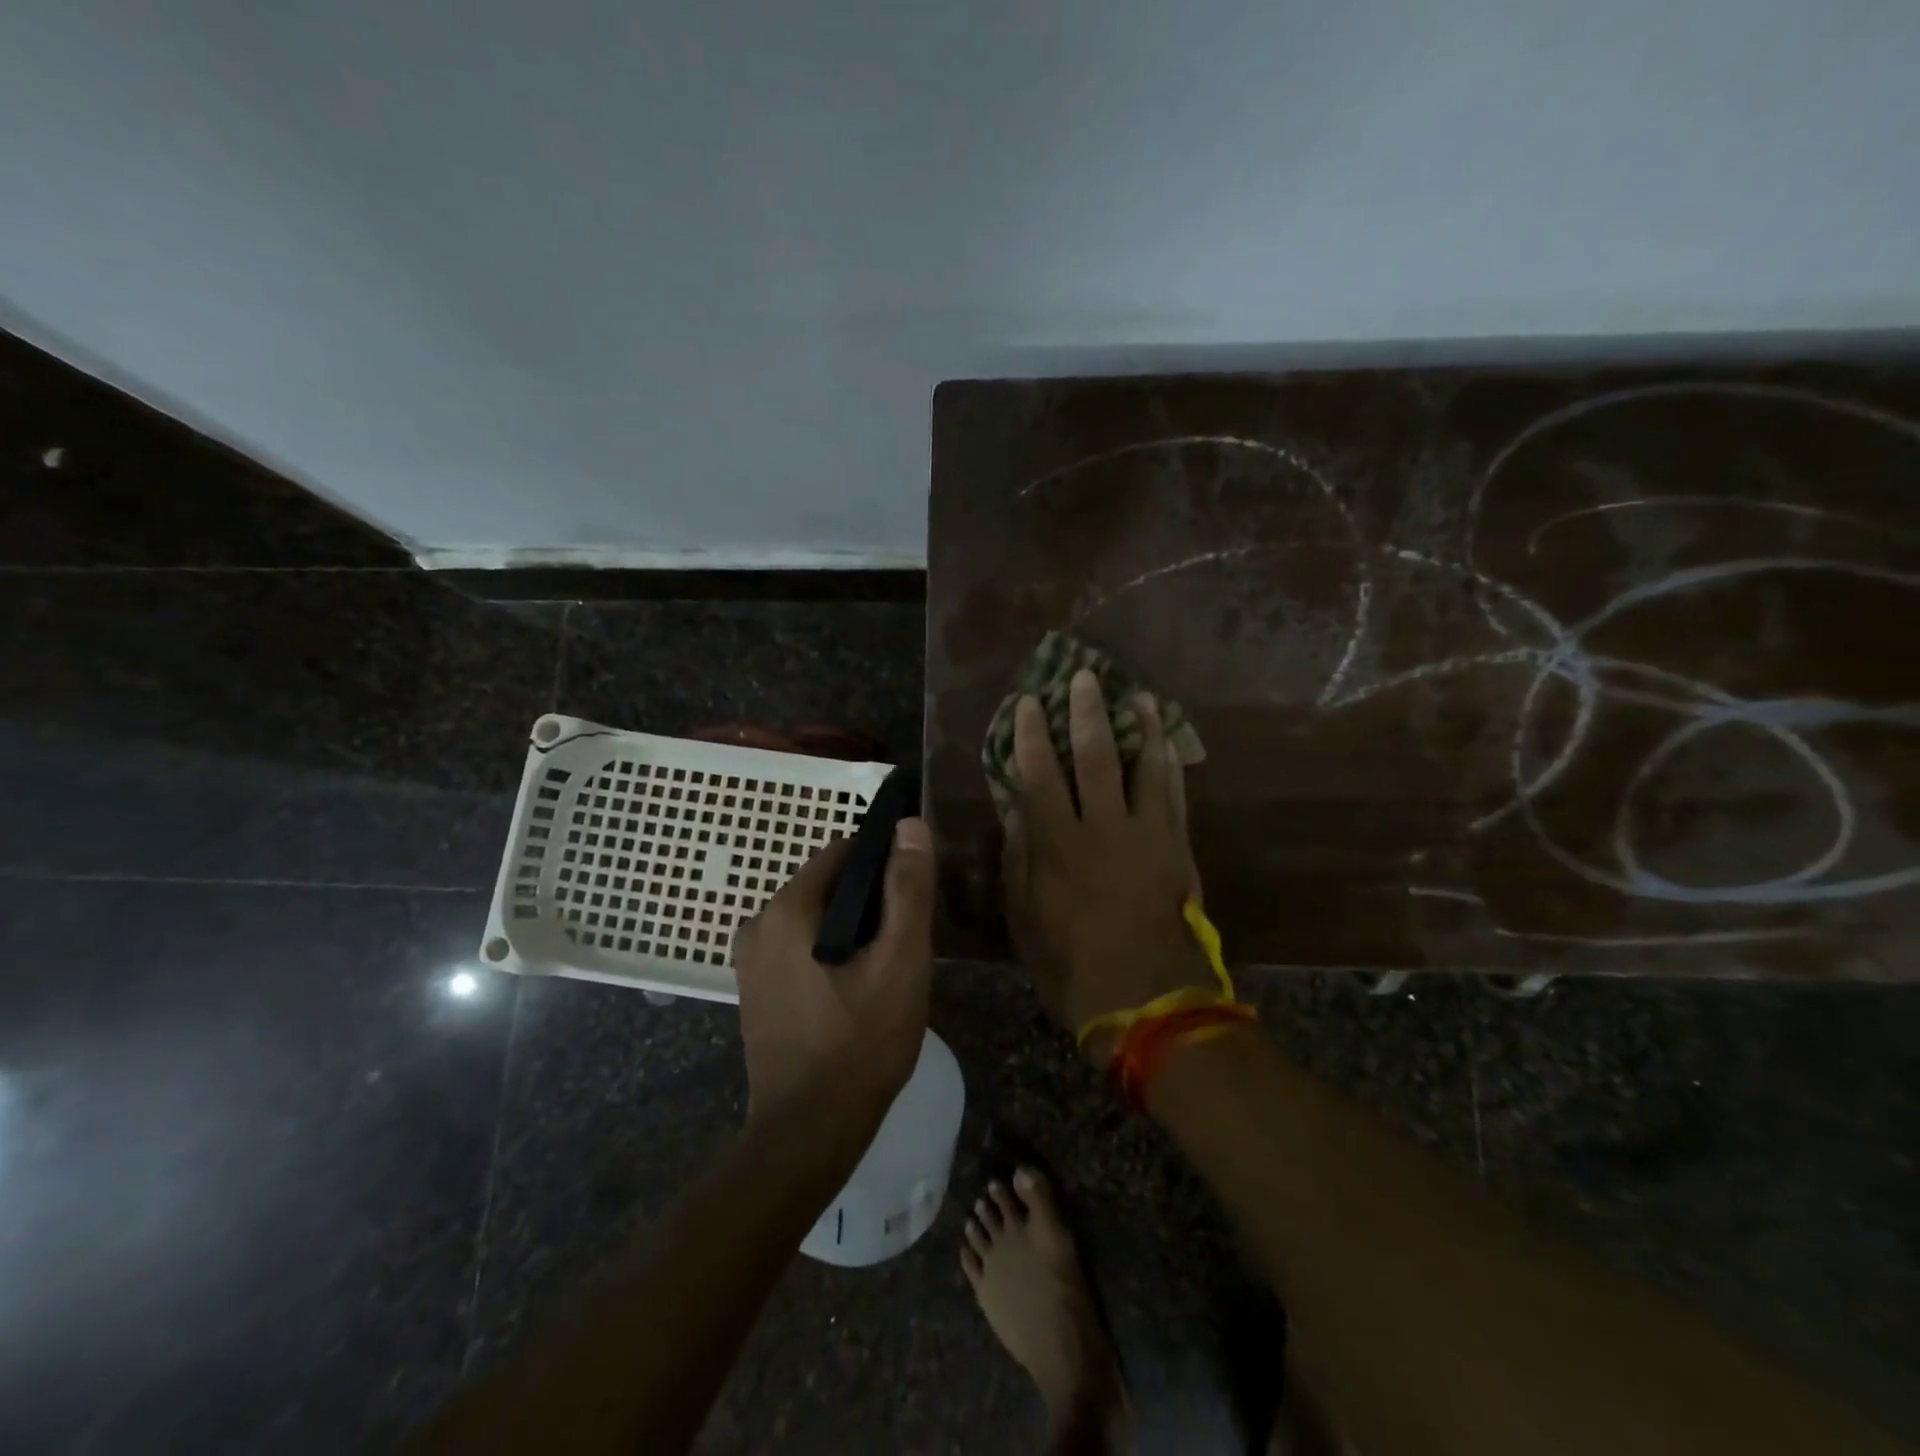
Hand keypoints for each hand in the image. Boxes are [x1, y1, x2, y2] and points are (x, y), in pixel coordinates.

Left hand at [733, 818, 936, 1132]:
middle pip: (829, 885)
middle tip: (904, 944)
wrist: (807, 1134)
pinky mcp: (756, 989)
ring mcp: (751, 959)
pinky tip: (857, 991)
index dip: (884, 864)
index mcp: (787, 908)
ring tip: (886, 971)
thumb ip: (907, 889)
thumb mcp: (899, 961)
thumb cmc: (860, 1044)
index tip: (913, 896)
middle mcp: (758, 923)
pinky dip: (831, 954)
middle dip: (870, 902)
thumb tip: (909, 825)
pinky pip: (801, 947)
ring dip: (853, 931)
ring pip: (817, 918)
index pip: (843, 852)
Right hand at [1002, 669, 1210, 1060]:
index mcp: (1058, 844)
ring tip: (1139, 695)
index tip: (1027, 703)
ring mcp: (1146, 834)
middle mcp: (1102, 827)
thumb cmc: (1071, 964)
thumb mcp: (1025, 918)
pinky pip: (1174, 794)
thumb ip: (1019, 858)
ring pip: (1144, 765)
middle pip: (1095, 756)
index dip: (1031, 735)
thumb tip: (1013, 809)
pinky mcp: (1177, 847)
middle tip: (1085, 676)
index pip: (1040, 773)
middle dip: (1087, 712)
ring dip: (1141, 726)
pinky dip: (1169, 764)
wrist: (1147, 1001)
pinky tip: (1166, 743)